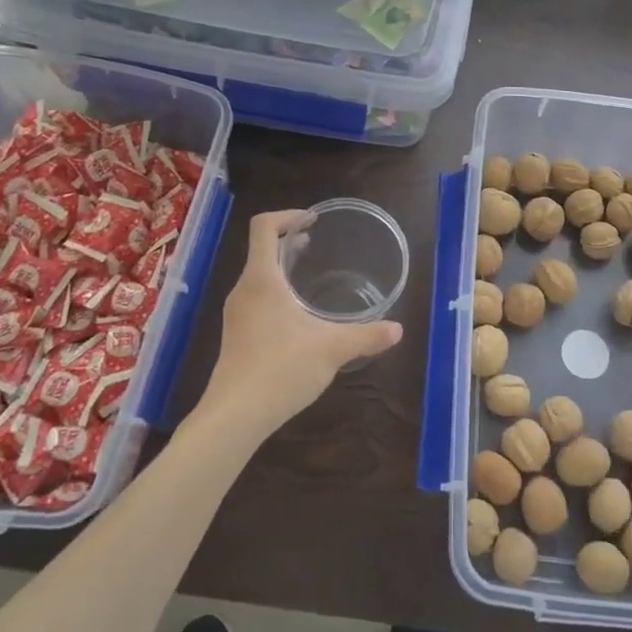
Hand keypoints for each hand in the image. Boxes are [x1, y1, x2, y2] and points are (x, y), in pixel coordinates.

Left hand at [194, 209, 402, 441]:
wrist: (235, 415)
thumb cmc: (281, 369)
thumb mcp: (332, 349)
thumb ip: (366, 336)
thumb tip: (397, 329)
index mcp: (262, 280)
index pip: (264, 227)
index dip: (287, 215)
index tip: (313, 220)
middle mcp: (244, 290)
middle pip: (261, 250)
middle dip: (289, 241)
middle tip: (317, 243)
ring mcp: (236, 313)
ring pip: (258, 276)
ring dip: (282, 268)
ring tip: (308, 274)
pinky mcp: (236, 335)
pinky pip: (255, 298)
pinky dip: (276, 291)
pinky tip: (297, 316)